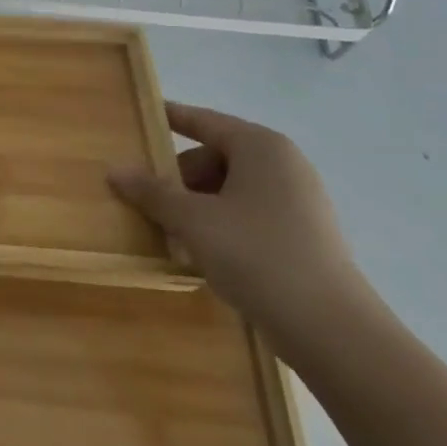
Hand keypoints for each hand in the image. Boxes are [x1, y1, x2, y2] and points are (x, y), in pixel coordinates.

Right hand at [108, 102, 372, 352]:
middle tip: (147, 201)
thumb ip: (151, 191)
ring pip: (230, 190)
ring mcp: (299, 202)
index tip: (141, 115)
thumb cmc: (256, 254)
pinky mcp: (304, 237)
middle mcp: (283, 165)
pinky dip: (221, 225)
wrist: (331, 330)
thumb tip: (114, 169)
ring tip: (170, 233)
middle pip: (214, 158)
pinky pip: (249, 216)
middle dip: (178, 179)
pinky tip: (201, 253)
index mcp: (260, 147)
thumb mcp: (192, 220)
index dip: (169, 117)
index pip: (203, 120)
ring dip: (196, 206)